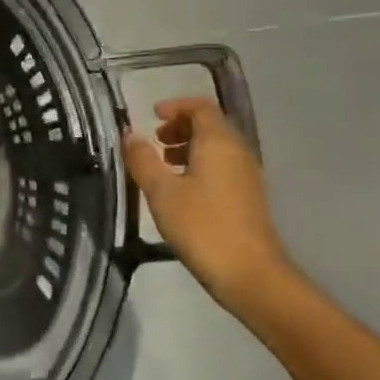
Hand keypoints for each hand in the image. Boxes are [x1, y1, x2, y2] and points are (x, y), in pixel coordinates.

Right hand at [122, 97, 294, 307]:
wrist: (250, 273)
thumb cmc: (202, 226)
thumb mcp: (162, 192)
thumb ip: (143, 160)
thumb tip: (129, 134)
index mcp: (219, 142)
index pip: (201, 107)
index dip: (176, 106)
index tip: (152, 116)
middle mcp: (237, 151)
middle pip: (210, 125)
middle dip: (180, 127)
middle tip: (155, 142)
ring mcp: (247, 175)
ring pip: (216, 148)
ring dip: (189, 148)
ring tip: (163, 166)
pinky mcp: (248, 197)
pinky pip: (222, 167)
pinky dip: (200, 166)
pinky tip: (181, 191)